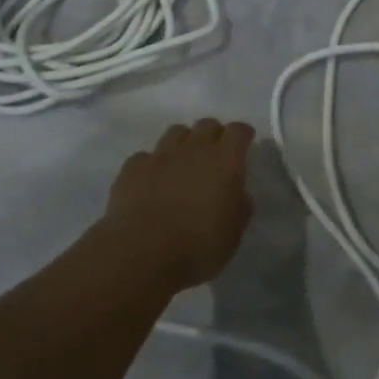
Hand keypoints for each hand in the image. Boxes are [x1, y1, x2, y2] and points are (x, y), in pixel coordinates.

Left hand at [104, 118, 254, 289]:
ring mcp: (160, 156)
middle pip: (207, 124)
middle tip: (215, 154)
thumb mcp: (234, 233)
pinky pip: (146, 156)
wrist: (141, 254)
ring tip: (183, 162)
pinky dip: (152, 164)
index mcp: (224, 161)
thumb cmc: (197, 247)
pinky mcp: (132, 168)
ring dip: (184, 142)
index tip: (245, 143)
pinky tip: (152, 180)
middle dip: (214, 134)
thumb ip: (240, 206)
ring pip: (176, 132)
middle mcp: (194, 149)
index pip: (238, 131)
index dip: (243, 135)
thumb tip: (238, 193)